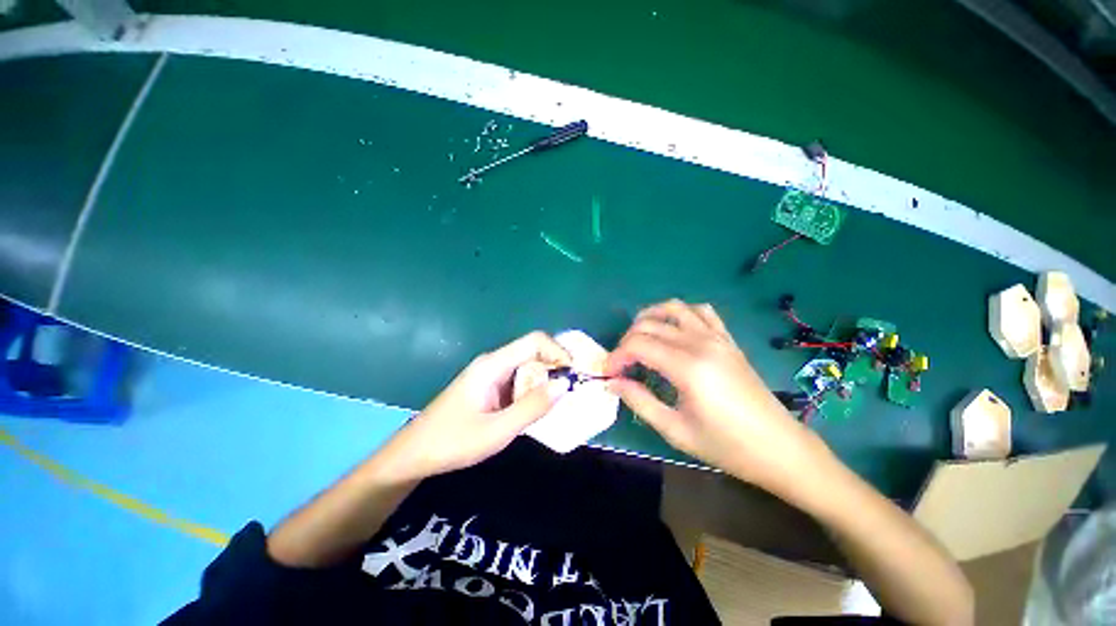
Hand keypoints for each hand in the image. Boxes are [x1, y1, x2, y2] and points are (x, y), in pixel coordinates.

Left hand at [374, 332, 571, 481]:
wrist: (413, 455)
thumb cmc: (453, 442)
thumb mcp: (497, 430)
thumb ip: (532, 407)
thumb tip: (565, 384)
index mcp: (494, 364)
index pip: (535, 341)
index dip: (559, 351)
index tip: (574, 374)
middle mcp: (494, 363)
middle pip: (533, 351)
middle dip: (557, 366)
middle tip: (574, 390)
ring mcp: (491, 375)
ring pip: (528, 366)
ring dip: (547, 380)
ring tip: (563, 400)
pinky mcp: (490, 387)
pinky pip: (519, 380)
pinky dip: (535, 390)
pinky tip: (541, 408)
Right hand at [605, 300, 828, 492]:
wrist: (780, 448)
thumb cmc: (726, 446)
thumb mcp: (675, 430)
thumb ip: (639, 401)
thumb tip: (612, 382)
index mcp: (687, 367)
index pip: (637, 345)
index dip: (617, 356)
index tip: (609, 373)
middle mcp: (700, 343)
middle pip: (649, 325)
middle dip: (627, 341)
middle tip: (622, 364)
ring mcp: (717, 337)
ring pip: (673, 308)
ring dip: (650, 317)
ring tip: (639, 337)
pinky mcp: (728, 339)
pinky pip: (701, 311)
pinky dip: (680, 313)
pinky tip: (673, 330)